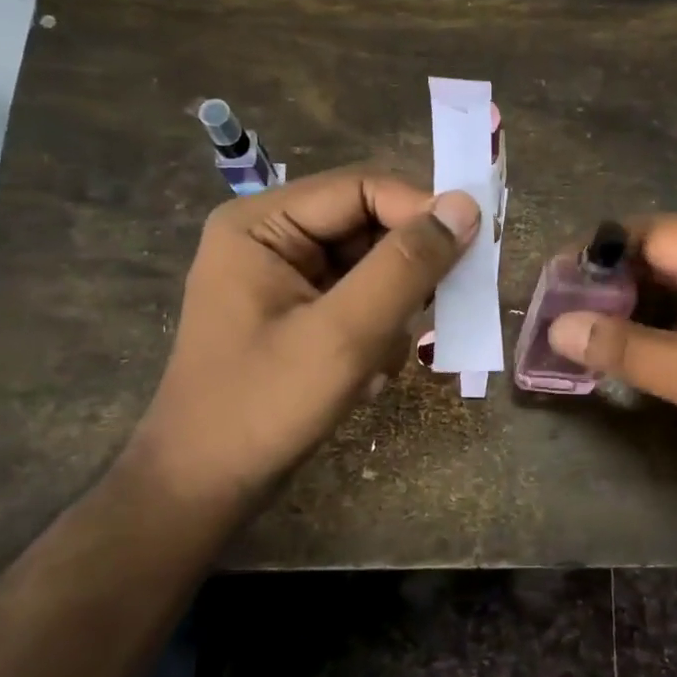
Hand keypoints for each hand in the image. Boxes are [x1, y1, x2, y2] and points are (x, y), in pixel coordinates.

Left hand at [128, 168, 478, 505]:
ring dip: (393, 307)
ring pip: (370, 265)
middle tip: (440, 309)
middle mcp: (271, 236)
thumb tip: (466, 205)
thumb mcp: (345, 334)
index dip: (420, 210)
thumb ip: (406, 266)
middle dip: (405, 271)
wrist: (204, 488)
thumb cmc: (264, 407)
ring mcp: (283, 276)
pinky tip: (365, 373)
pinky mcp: (297, 311)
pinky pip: (359, 298)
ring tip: (382, 357)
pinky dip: (376, 330)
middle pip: (367, 224)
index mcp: (262, 223)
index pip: (361, 187)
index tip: (473, 249)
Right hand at [548, 216, 676, 491]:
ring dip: (646, 303)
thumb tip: (559, 327)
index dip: (598, 255)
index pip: (650, 233)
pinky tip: (652, 348)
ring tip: (598, 334)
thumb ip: (629, 350)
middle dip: (618, 282)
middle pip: (669, 251)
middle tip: (571, 317)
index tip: (555, 287)